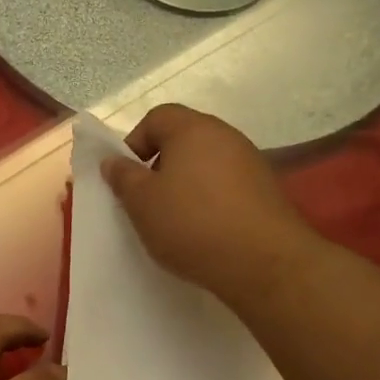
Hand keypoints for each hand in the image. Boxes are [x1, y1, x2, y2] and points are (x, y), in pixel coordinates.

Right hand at [100, 104, 318, 302]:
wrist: (262, 262)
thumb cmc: (192, 224)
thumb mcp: (142, 204)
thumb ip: (123, 178)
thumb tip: (113, 161)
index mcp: (193, 129)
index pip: (157, 117)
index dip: (134, 142)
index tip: (127, 178)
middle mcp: (226, 136)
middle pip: (184, 140)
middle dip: (160, 167)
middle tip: (148, 201)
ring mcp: (251, 163)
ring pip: (206, 165)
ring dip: (187, 186)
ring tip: (176, 221)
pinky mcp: (266, 191)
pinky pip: (227, 187)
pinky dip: (211, 202)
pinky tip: (205, 232)